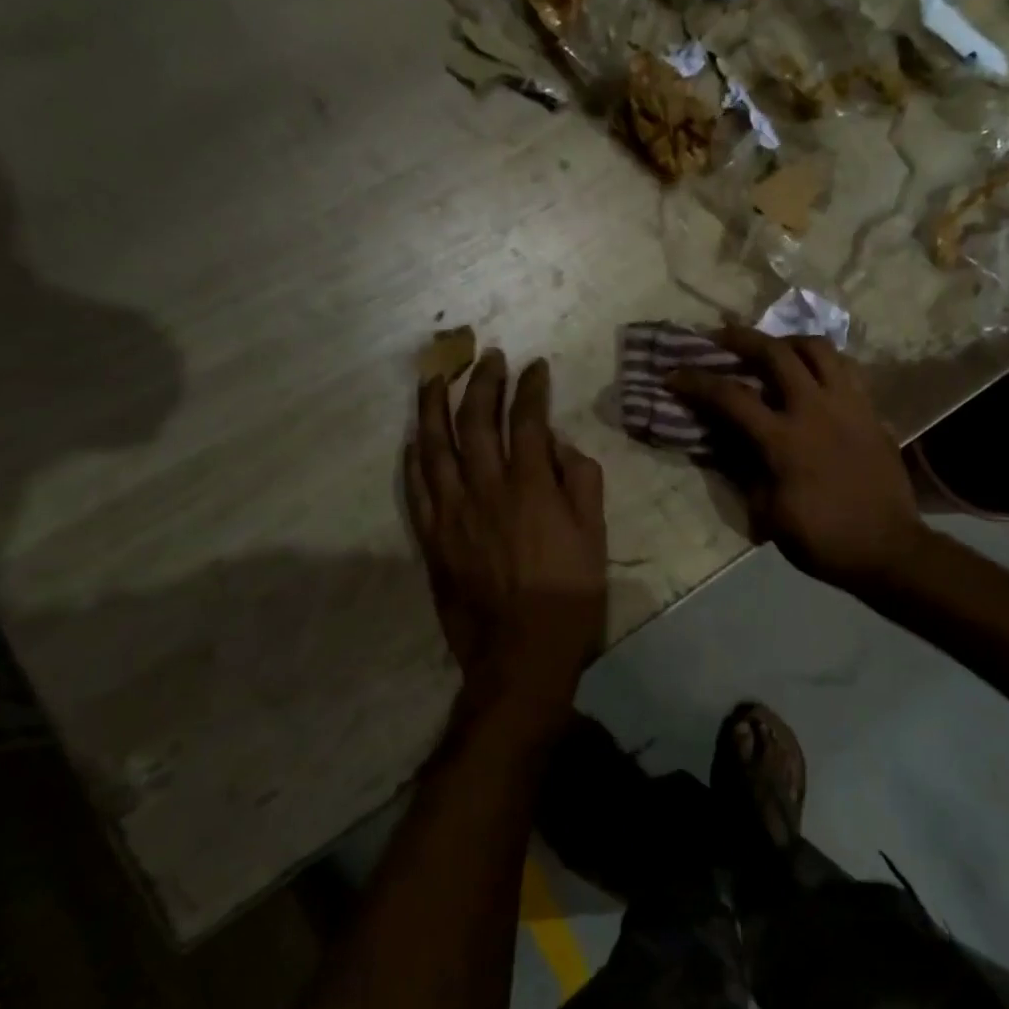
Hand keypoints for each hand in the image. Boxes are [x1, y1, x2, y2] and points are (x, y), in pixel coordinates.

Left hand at [406, 352, 607, 737]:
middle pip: (477, 422)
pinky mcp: (431, 538)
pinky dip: (413, 458)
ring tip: (434, 376)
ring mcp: (452, 513)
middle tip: (487, 356)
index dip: (531, 388)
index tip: (534, 365)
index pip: (528, 420)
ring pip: (435, 446)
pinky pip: (416, 488)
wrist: (520, 652)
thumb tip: (561, 447)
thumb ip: (582, 483)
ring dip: (433, 406)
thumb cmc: (569, 595)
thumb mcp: (594, 536)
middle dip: (482, 382)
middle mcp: (486, 489)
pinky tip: (413, 438)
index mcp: (531, 487)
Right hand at [668, 328, 924, 592]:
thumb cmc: (822, 539)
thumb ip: (745, 471)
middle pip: (776, 353)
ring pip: (819, 349)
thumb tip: (729, 444)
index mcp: (784, 440)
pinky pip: (848, 369)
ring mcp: (849, 406)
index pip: (731, 397)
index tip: (674, 374)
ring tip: (775, 348)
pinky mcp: (872, 411)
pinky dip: (825, 362)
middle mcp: (816, 410)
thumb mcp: (768, 514)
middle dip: (742, 338)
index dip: (697, 381)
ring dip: (789, 341)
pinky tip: (815, 374)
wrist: (887, 549)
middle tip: (721, 335)